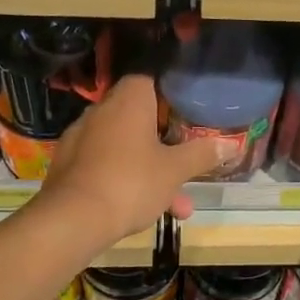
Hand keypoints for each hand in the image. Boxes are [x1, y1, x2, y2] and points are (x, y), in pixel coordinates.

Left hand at [38, 75, 236, 240]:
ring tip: (177, 206)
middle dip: (166, 144)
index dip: (169, 92)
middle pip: (139, 117)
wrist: (72, 221)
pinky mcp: (67, 165)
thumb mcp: (175, 170)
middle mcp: (101, 111)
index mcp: (128, 100)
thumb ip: (202, 154)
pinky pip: (105, 165)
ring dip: (150, 170)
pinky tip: (143, 211)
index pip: (148, 79)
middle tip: (186, 163)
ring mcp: (81, 138)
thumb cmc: (131, 182)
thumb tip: (231, 144)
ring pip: (125, 147)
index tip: (187, 111)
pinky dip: (124, 180)